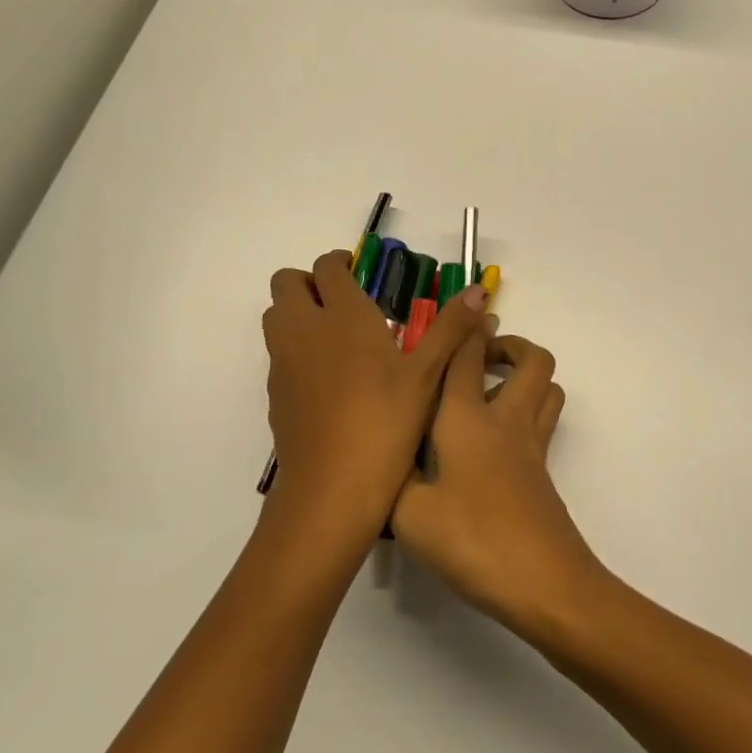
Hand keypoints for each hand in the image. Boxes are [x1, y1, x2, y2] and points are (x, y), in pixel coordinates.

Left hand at [263, 249, 487, 549]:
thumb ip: (451, 327)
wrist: (331, 489)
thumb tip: (477, 289)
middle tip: (345, 302)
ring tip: (337, 337)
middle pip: (287, 283)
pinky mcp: (274, 393)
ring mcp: (283, 362)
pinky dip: (296, 349)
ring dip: (298, 313)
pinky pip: (278, 353)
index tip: (362, 276)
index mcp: (342, 315)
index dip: (340, 263)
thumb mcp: (428, 375)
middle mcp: (304, 329)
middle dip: (311, 283)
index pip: (326, 266)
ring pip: (277, 316)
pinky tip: (330, 380)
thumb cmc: (386, 423)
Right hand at [391, 329, 600, 632]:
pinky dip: (527, 409)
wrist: (543, 582)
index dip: (463, 329)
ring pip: (547, 387)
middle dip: (508, 345)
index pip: (466, 357)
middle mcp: (505, 420)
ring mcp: (531, 446)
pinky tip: (494, 440)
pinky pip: (542, 420)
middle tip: (478, 358)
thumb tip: (380, 459)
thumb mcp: (409, 514)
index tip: (456, 315)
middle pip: (531, 359)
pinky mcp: (543, 472)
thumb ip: (391, 479)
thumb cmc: (472, 540)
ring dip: (526, 375)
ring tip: (490, 390)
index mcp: (466, 419)